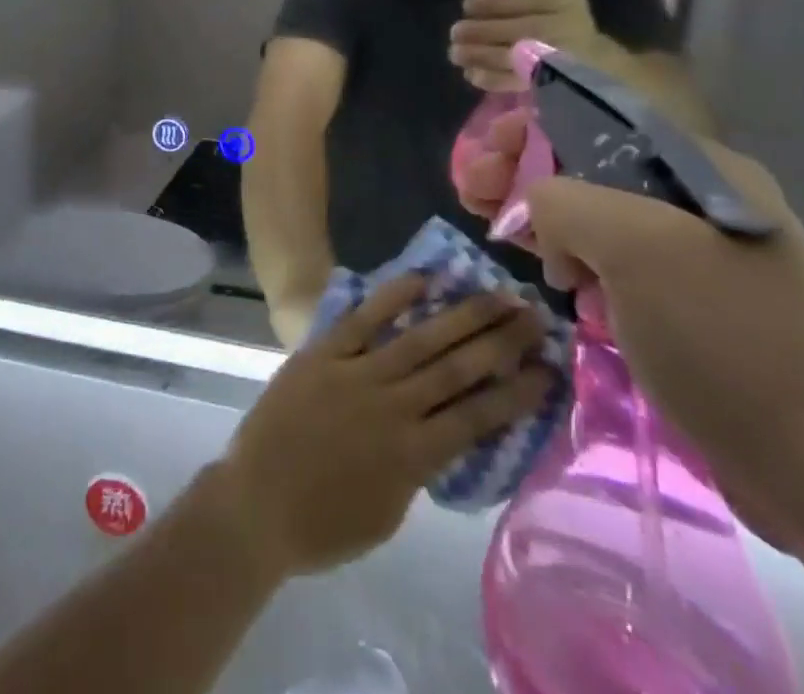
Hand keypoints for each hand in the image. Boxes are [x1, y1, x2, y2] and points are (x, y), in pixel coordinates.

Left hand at [217, 278, 552, 579]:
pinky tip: (423, 279)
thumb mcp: (389, 513)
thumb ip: (419, 469)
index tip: (548, 368)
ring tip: (496, 293)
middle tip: (533, 313)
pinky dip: (393, 298)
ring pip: (421, 339)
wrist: (255, 502)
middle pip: (457, 367)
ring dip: (462, 315)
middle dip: (500, 340)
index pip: (479, 416)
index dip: (516, 391)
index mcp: (414, 455)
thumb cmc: (323, 524)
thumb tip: (443, 434)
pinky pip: (364, 319)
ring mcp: (358, 373)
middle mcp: (394, 406)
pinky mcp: (325, 352)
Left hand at [450, 0, 612, 90]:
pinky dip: (487, 78)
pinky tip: (471, 72)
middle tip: (455, 32)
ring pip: (508, 57)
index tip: (467, 5)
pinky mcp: (549, 83)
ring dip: (475, 55)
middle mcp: (563, 26)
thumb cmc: (556, 14)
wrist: (590, 57)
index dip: (485, 3)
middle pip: (512, 29)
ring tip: (455, 52)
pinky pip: (513, 82)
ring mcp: (557, 58)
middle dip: (476, 31)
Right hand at [459, 118, 803, 552]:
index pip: (600, 120)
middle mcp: (699, 201)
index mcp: (701, 169)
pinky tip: (547, 273)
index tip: (488, 145)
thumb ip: (565, 201)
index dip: (536, 122)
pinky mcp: (684, 306)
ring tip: (491, 224)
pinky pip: (613, 263)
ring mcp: (693, 257)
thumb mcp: (635, 246)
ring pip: (596, 216)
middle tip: (472, 189)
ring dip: (541, 215)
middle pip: (591, 166)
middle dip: (526, 170)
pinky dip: (573, 260)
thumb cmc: (724, 338)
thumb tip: (539, 211)